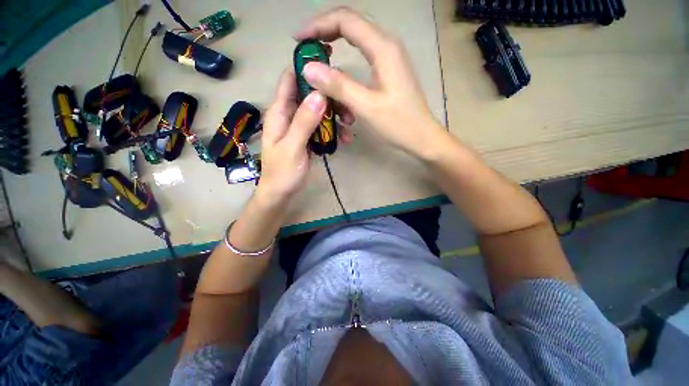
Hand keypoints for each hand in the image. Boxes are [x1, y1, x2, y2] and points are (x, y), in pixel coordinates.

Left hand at [257, 69, 350, 204]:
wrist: (281, 193)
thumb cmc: (282, 172)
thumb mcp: (292, 147)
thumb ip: (304, 122)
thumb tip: (319, 94)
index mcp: (280, 112)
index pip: (290, 80)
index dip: (306, 66)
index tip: (328, 59)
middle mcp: (290, 115)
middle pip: (310, 95)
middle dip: (330, 97)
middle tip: (349, 107)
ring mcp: (300, 127)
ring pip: (319, 112)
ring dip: (335, 116)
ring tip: (350, 126)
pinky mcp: (308, 138)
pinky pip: (322, 128)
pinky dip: (334, 130)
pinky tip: (345, 139)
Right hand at [294, 7, 446, 159]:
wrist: (421, 136)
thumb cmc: (398, 124)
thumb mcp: (366, 107)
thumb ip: (339, 86)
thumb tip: (309, 68)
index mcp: (383, 48)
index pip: (345, 20)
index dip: (318, 25)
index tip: (298, 40)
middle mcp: (387, 45)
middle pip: (350, 25)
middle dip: (324, 34)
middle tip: (305, 50)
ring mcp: (389, 57)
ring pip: (356, 42)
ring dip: (336, 52)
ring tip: (320, 68)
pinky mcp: (389, 70)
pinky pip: (363, 57)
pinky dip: (347, 66)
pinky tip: (339, 82)